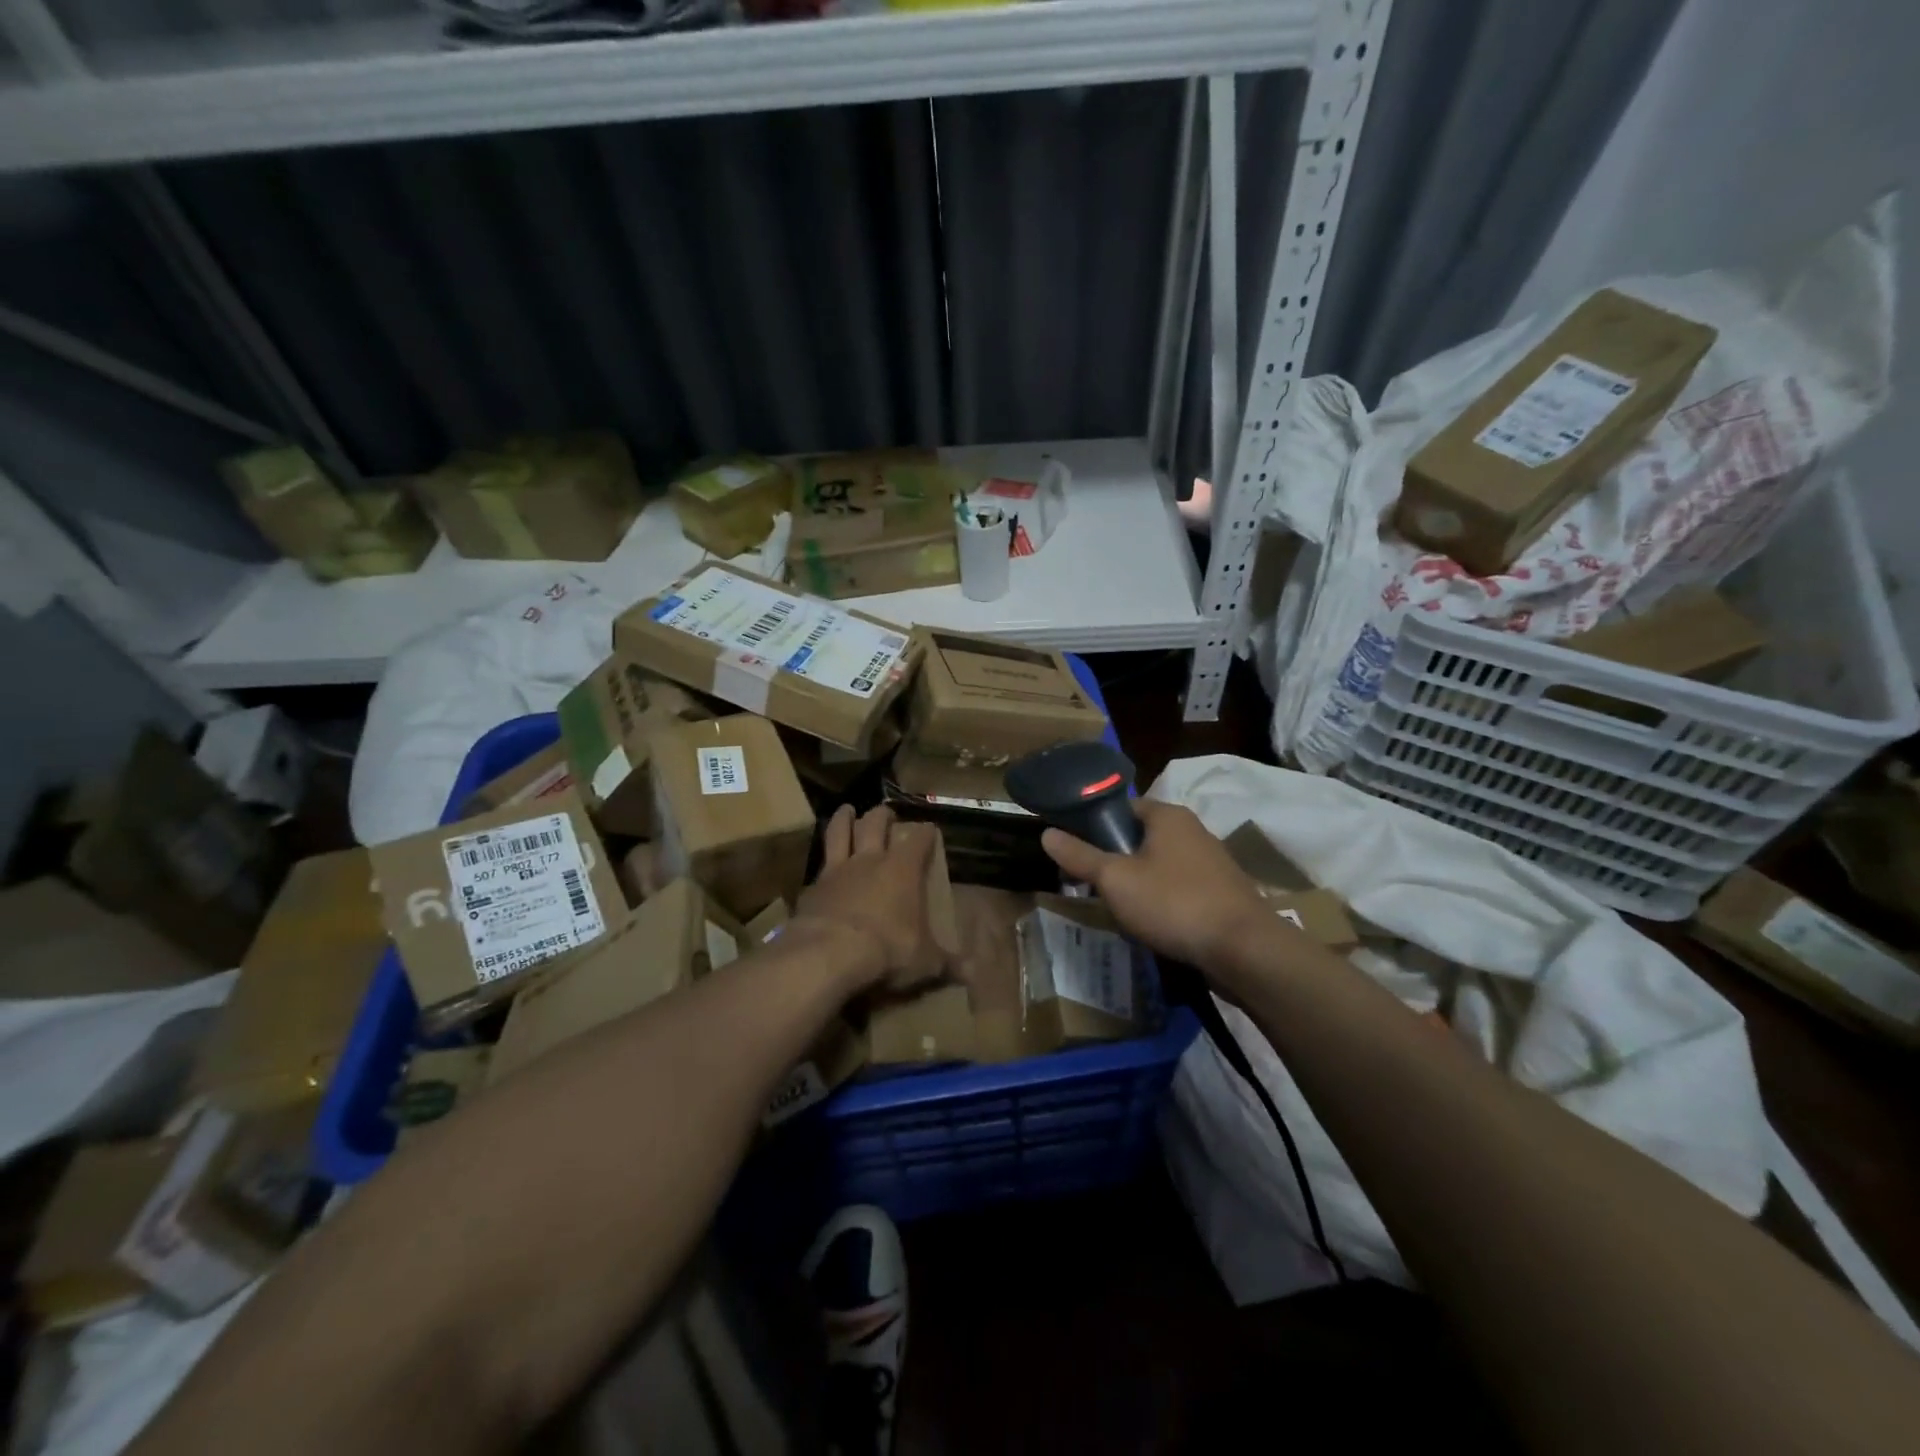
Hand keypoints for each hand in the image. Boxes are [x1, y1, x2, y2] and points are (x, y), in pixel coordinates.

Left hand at [793, 805, 946, 995]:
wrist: (828, 955)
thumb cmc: (887, 950)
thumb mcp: (924, 962)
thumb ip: (947, 963)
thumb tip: (972, 972)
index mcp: (903, 870)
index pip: (919, 840)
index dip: (926, 832)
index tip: (930, 828)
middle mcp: (870, 861)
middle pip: (875, 824)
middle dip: (883, 816)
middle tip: (886, 813)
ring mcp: (837, 871)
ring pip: (840, 832)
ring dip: (844, 819)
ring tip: (846, 810)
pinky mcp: (812, 888)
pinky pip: (818, 866)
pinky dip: (822, 862)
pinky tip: (821, 867)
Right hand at [1041, 800, 1271, 968]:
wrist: (1244, 950)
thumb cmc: (1174, 903)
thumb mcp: (1116, 880)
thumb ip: (1080, 856)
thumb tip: (1047, 833)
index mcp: (1168, 815)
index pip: (1122, 808)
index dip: (1094, 827)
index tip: (1076, 853)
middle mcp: (1193, 830)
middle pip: (1140, 838)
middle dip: (1115, 861)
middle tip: (1093, 886)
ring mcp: (1212, 862)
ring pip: (1159, 866)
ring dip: (1138, 885)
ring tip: (1119, 910)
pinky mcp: (1222, 893)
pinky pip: (1179, 889)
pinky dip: (1162, 902)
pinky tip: (1153, 925)